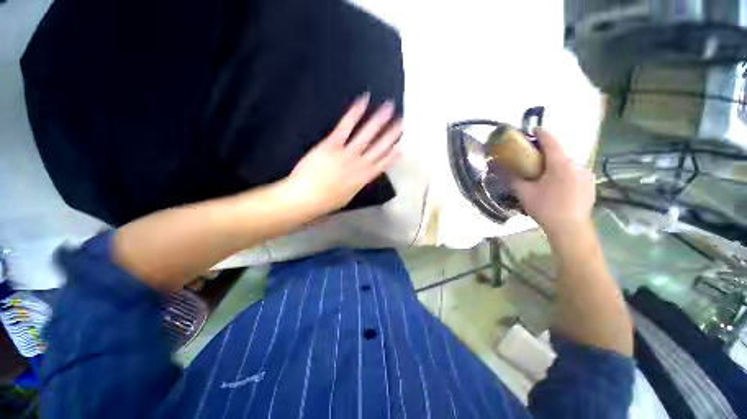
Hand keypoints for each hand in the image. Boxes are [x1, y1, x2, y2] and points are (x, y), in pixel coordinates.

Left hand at [285, 94, 402, 215]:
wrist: (307, 198)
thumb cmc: (325, 202)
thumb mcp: (346, 197)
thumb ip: (355, 184)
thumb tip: (360, 178)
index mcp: (363, 179)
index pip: (383, 164)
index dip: (393, 155)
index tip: (402, 146)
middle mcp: (360, 164)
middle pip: (380, 147)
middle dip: (392, 134)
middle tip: (402, 122)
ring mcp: (347, 153)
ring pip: (367, 134)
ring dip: (379, 120)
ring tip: (389, 107)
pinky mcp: (333, 144)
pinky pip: (345, 126)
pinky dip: (355, 113)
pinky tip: (363, 101)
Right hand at [512, 128, 595, 235]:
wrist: (571, 228)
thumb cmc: (546, 207)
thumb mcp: (524, 193)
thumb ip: (512, 179)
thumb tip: (497, 169)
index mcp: (561, 163)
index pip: (550, 141)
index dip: (541, 133)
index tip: (533, 130)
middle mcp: (577, 164)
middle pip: (560, 152)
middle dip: (546, 153)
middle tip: (533, 159)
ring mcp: (586, 175)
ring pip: (568, 164)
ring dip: (556, 165)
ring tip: (545, 175)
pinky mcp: (590, 185)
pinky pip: (575, 173)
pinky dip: (565, 174)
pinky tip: (558, 186)